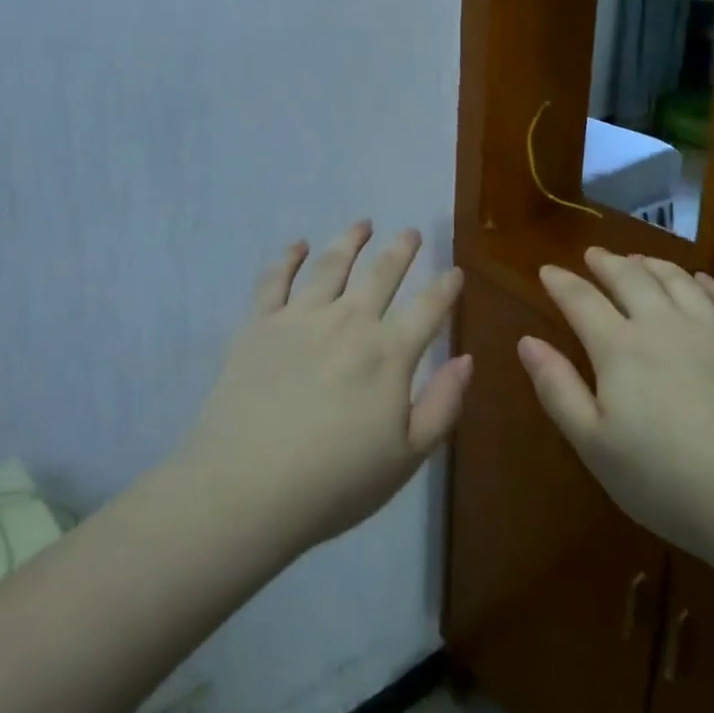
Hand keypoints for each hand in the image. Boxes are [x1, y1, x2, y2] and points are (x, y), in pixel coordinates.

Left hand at [178, 223, 469, 556]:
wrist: (247, 488)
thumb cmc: (334, 482)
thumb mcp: (406, 457)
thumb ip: (442, 404)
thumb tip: (466, 358)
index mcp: (388, 354)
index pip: (427, 308)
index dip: (445, 287)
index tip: (455, 271)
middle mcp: (348, 322)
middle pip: (382, 273)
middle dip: (401, 250)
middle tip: (411, 232)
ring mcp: (300, 318)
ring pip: (331, 264)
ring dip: (350, 240)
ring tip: (362, 224)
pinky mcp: (259, 324)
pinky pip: (275, 279)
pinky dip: (287, 256)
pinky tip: (297, 244)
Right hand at [519, 249, 713, 580]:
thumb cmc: (671, 483)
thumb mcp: (595, 447)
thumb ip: (558, 389)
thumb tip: (527, 341)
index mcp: (621, 348)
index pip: (581, 301)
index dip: (561, 283)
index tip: (547, 270)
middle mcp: (666, 325)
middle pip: (631, 279)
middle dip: (607, 263)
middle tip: (595, 254)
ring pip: (679, 280)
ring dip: (654, 265)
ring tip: (640, 259)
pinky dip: (711, 283)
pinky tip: (704, 281)